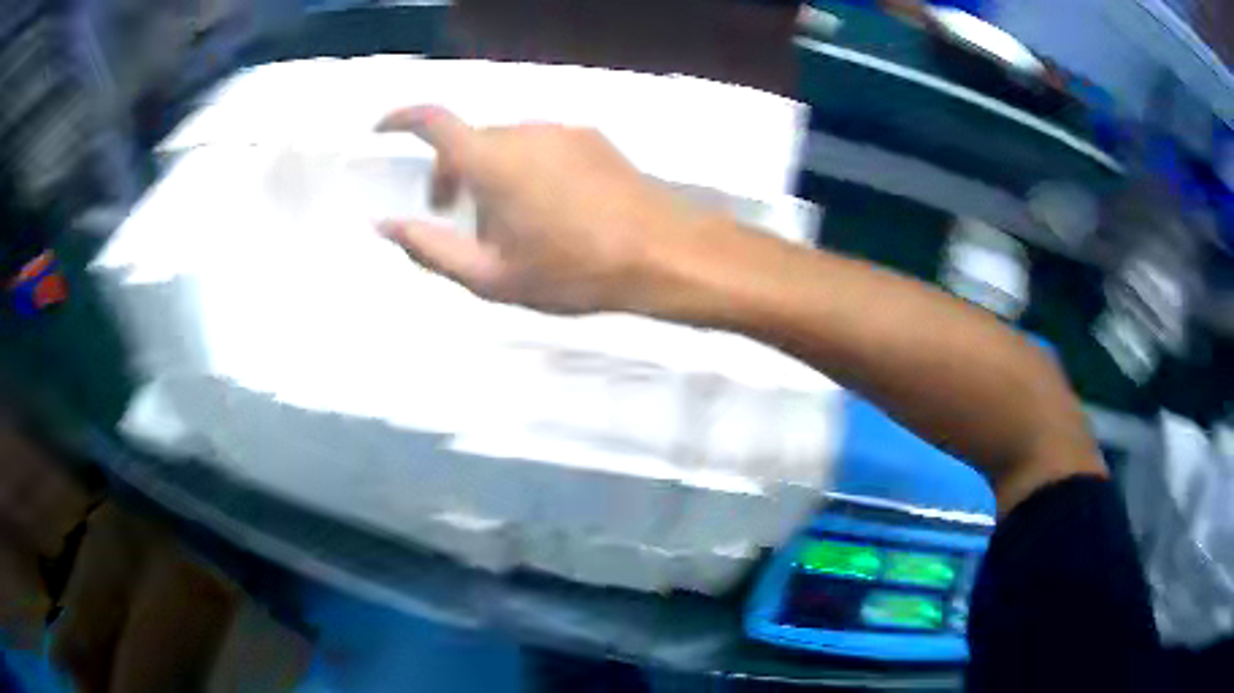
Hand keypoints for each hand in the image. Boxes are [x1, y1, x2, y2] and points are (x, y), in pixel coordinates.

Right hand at [376, 106, 701, 313]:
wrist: (662, 253)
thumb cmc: (572, 271)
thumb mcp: (491, 276)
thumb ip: (430, 248)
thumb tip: (383, 226)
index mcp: (492, 159)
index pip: (433, 121)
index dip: (400, 118)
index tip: (381, 129)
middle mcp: (524, 130)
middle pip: (470, 140)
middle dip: (450, 172)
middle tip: (449, 213)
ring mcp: (562, 130)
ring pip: (506, 144)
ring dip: (490, 174)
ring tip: (510, 225)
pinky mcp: (591, 138)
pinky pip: (540, 146)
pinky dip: (524, 169)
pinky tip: (549, 211)